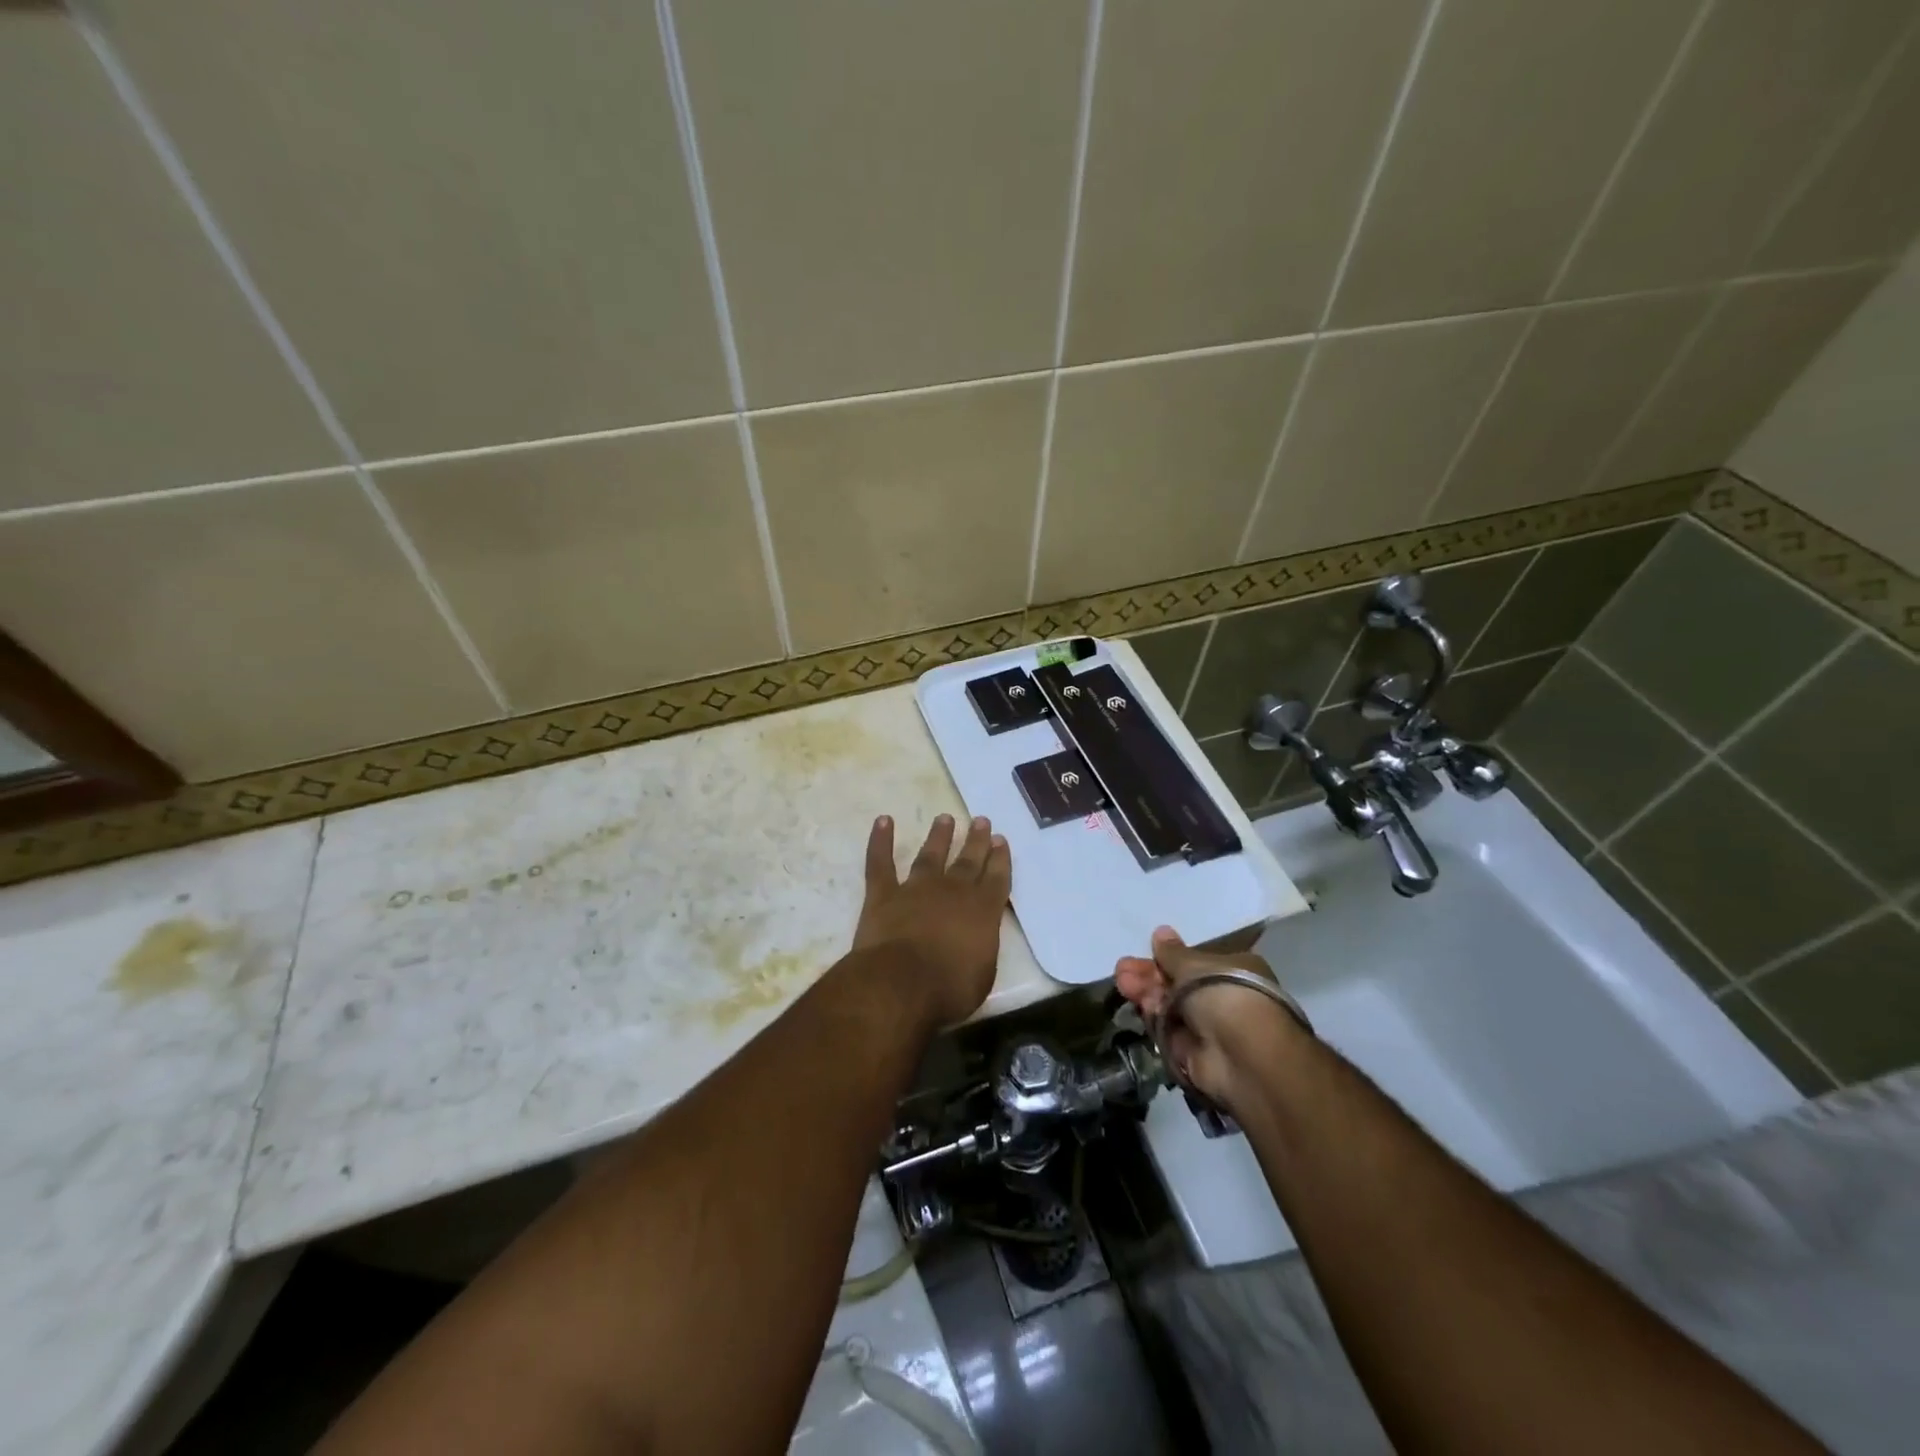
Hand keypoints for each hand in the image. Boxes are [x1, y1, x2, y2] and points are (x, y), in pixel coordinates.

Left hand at [854, 813, 1010, 1027]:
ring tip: (944, 818)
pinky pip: (880, 862)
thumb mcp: (983, 973)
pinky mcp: (883, 894)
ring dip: (938, 836)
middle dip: (976, 841)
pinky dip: (880, 840)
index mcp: (983, 910)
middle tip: (980, 820)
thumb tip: (976, 937)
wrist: (902, 982)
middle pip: (968, 860)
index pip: (996, 878)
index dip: (999, 858)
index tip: (1000, 839)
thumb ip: (982, 948)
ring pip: (930, 855)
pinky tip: (883, 821)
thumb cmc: (950, 988)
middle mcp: (953, 891)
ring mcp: (916, 889)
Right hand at [1115, 926, 1304, 1112]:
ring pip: (1169, 1008)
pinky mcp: (1193, 1054)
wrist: (1242, 1055)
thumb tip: (1161, 932)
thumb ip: (1172, 952)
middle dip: (1149, 977)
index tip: (1146, 952)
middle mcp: (1223, 999)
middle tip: (1122, 970)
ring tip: (1123, 983)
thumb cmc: (1225, 995)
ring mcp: (1208, 1028)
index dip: (1168, 959)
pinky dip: (1155, 1020)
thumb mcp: (1194, 965)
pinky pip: (1168, 1033)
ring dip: (1146, 995)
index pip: (1196, 963)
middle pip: (1178, 985)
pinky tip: (1141, 1006)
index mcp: (1234, 971)